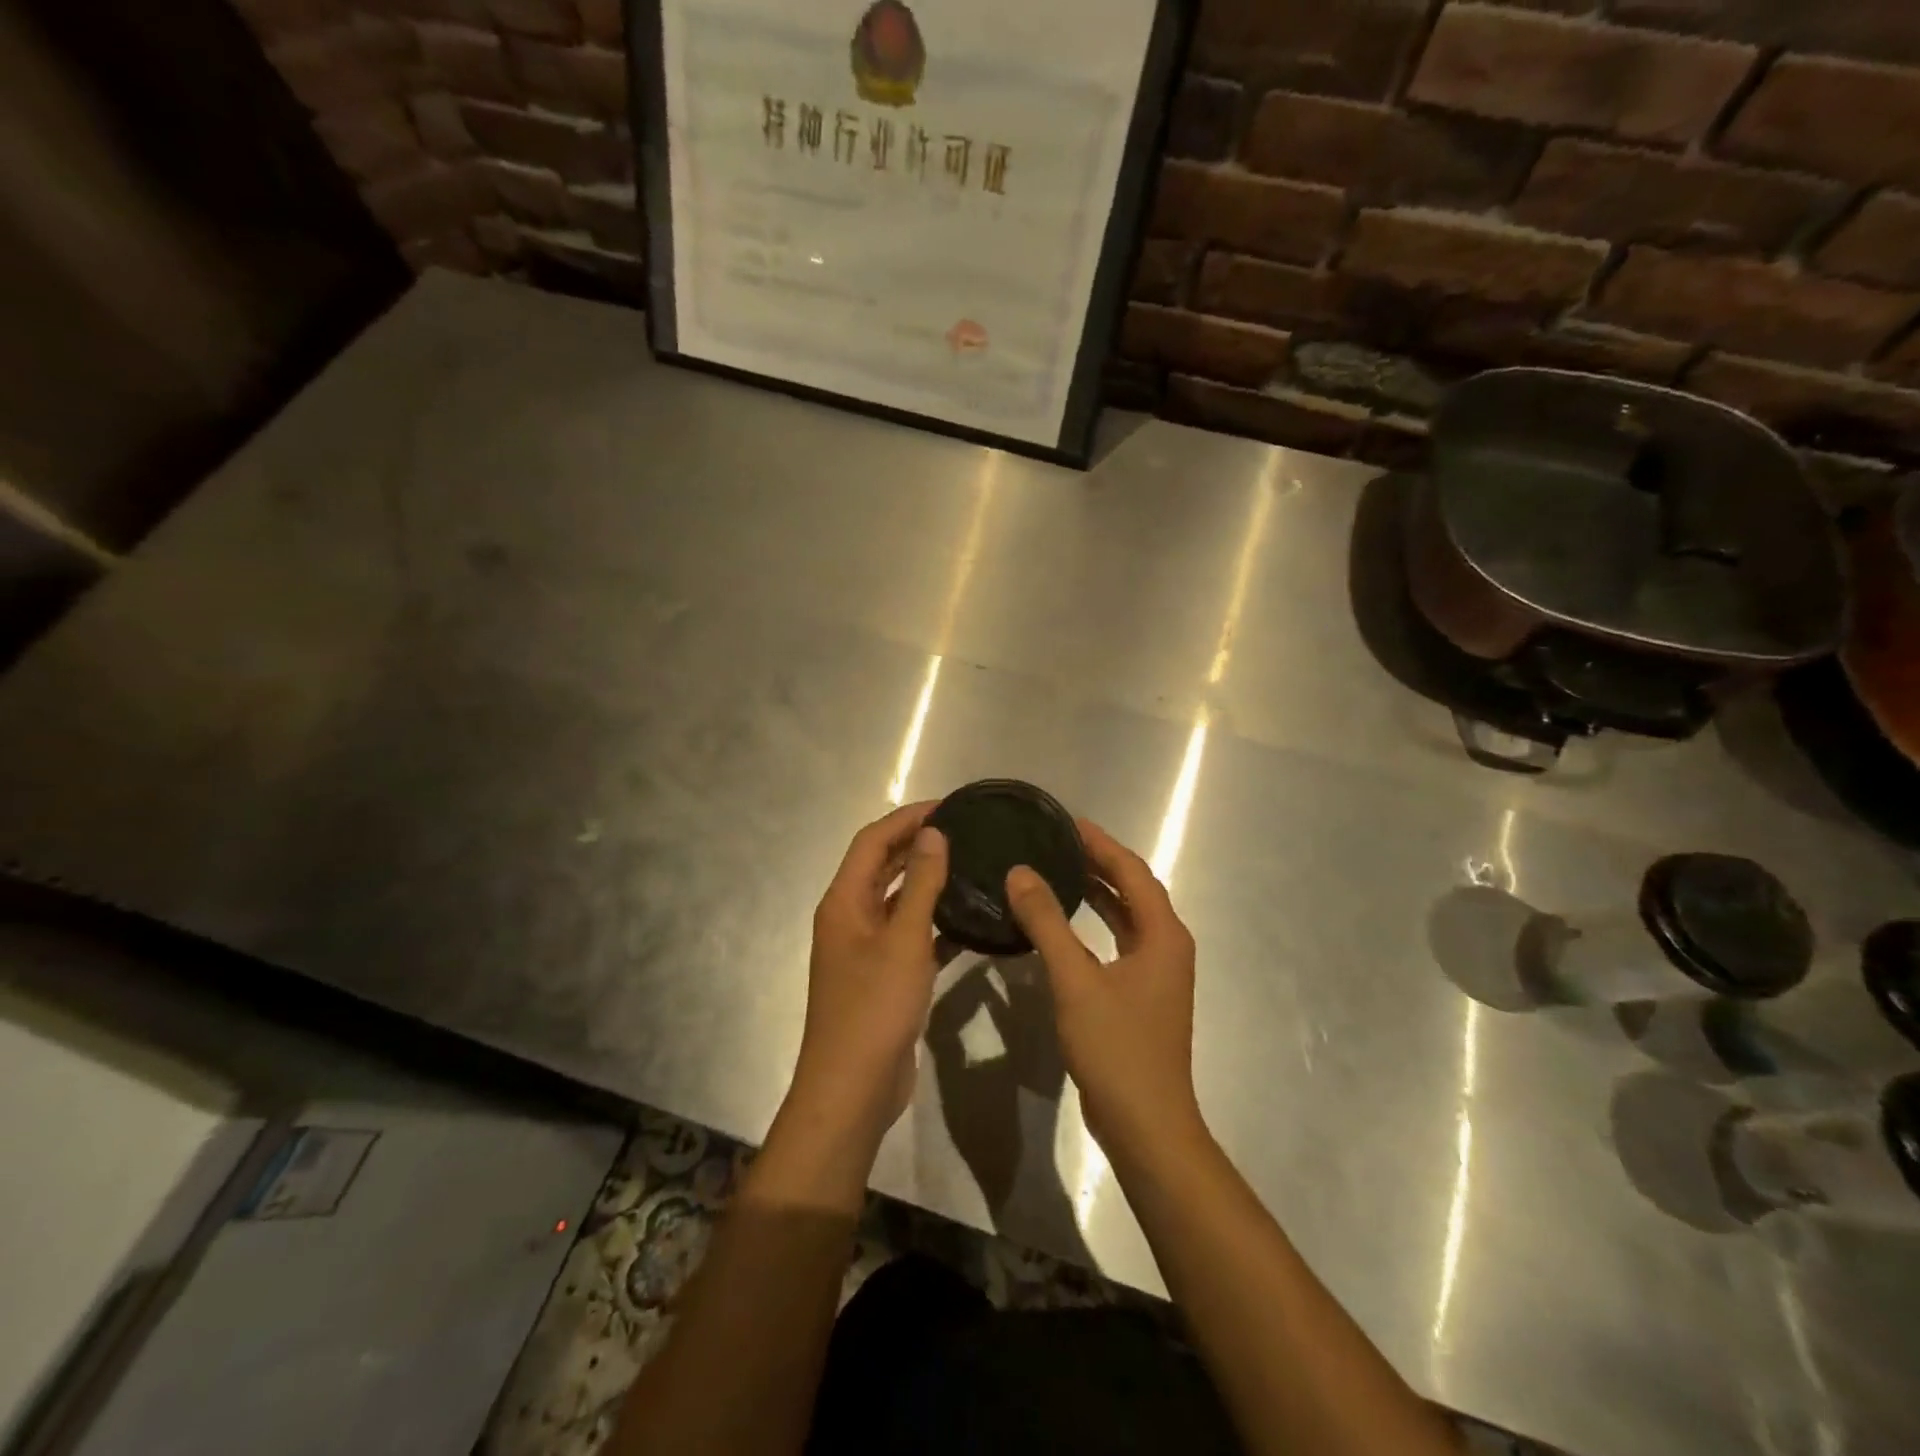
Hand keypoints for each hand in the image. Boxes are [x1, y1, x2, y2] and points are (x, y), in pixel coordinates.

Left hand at [789, 802, 948, 1142]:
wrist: (853, 1089)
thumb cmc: (874, 1007)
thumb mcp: (903, 940)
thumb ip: (919, 884)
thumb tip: (932, 833)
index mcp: (843, 902)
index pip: (872, 841)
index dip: (906, 819)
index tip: (948, 806)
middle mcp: (849, 918)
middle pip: (881, 867)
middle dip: (916, 845)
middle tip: (964, 831)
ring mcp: (865, 950)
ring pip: (897, 902)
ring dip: (927, 883)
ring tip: (970, 866)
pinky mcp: (883, 977)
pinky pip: (910, 937)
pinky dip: (935, 925)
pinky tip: (970, 923)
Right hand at [1005, 820, 1202, 1153]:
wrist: (1146, 1124)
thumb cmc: (1116, 1047)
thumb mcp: (1075, 980)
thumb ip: (1047, 923)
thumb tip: (1019, 871)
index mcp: (1163, 935)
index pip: (1132, 871)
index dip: (1101, 843)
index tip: (1066, 821)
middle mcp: (1167, 946)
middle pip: (1134, 889)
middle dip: (1099, 862)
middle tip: (1057, 840)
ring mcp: (1157, 972)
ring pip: (1127, 916)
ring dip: (1098, 891)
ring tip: (1058, 868)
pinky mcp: (1142, 993)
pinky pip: (1119, 940)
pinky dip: (1095, 922)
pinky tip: (1065, 922)